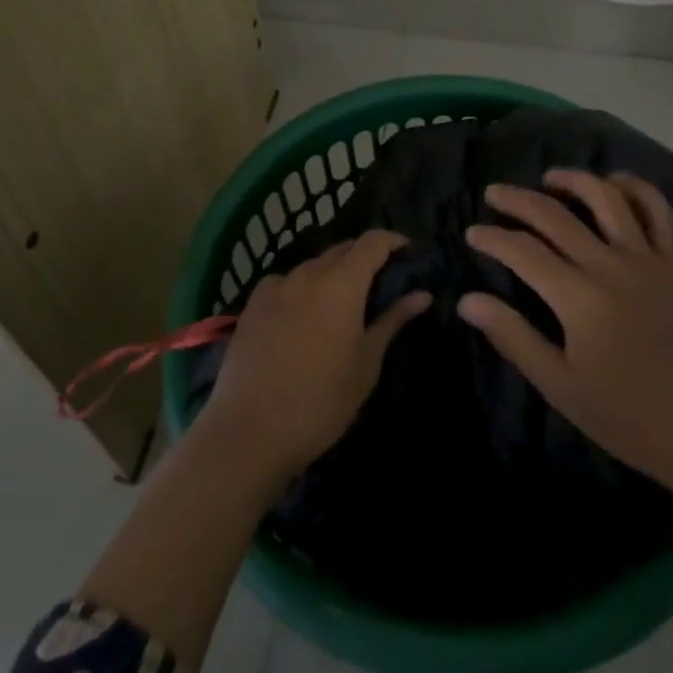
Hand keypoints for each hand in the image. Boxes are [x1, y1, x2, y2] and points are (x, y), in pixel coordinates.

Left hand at [199, 229, 430, 483]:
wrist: (249, 432)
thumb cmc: (320, 403)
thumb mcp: (366, 365)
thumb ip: (392, 320)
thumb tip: (422, 294)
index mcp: (342, 284)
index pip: (373, 241)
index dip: (393, 241)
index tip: (408, 252)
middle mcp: (309, 272)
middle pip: (343, 249)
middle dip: (364, 259)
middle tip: (379, 285)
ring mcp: (277, 284)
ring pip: (314, 265)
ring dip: (332, 275)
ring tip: (339, 306)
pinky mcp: (253, 302)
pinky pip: (286, 282)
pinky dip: (302, 289)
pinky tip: (300, 318)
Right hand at [458, 171, 672, 490]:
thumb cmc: (627, 417)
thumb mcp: (560, 386)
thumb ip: (513, 337)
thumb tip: (467, 300)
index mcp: (579, 298)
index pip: (523, 251)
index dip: (493, 238)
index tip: (472, 233)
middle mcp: (610, 266)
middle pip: (554, 216)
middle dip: (517, 200)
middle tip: (494, 193)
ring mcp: (647, 259)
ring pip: (606, 198)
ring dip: (573, 180)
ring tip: (549, 178)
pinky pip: (658, 211)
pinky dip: (635, 188)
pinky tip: (614, 183)